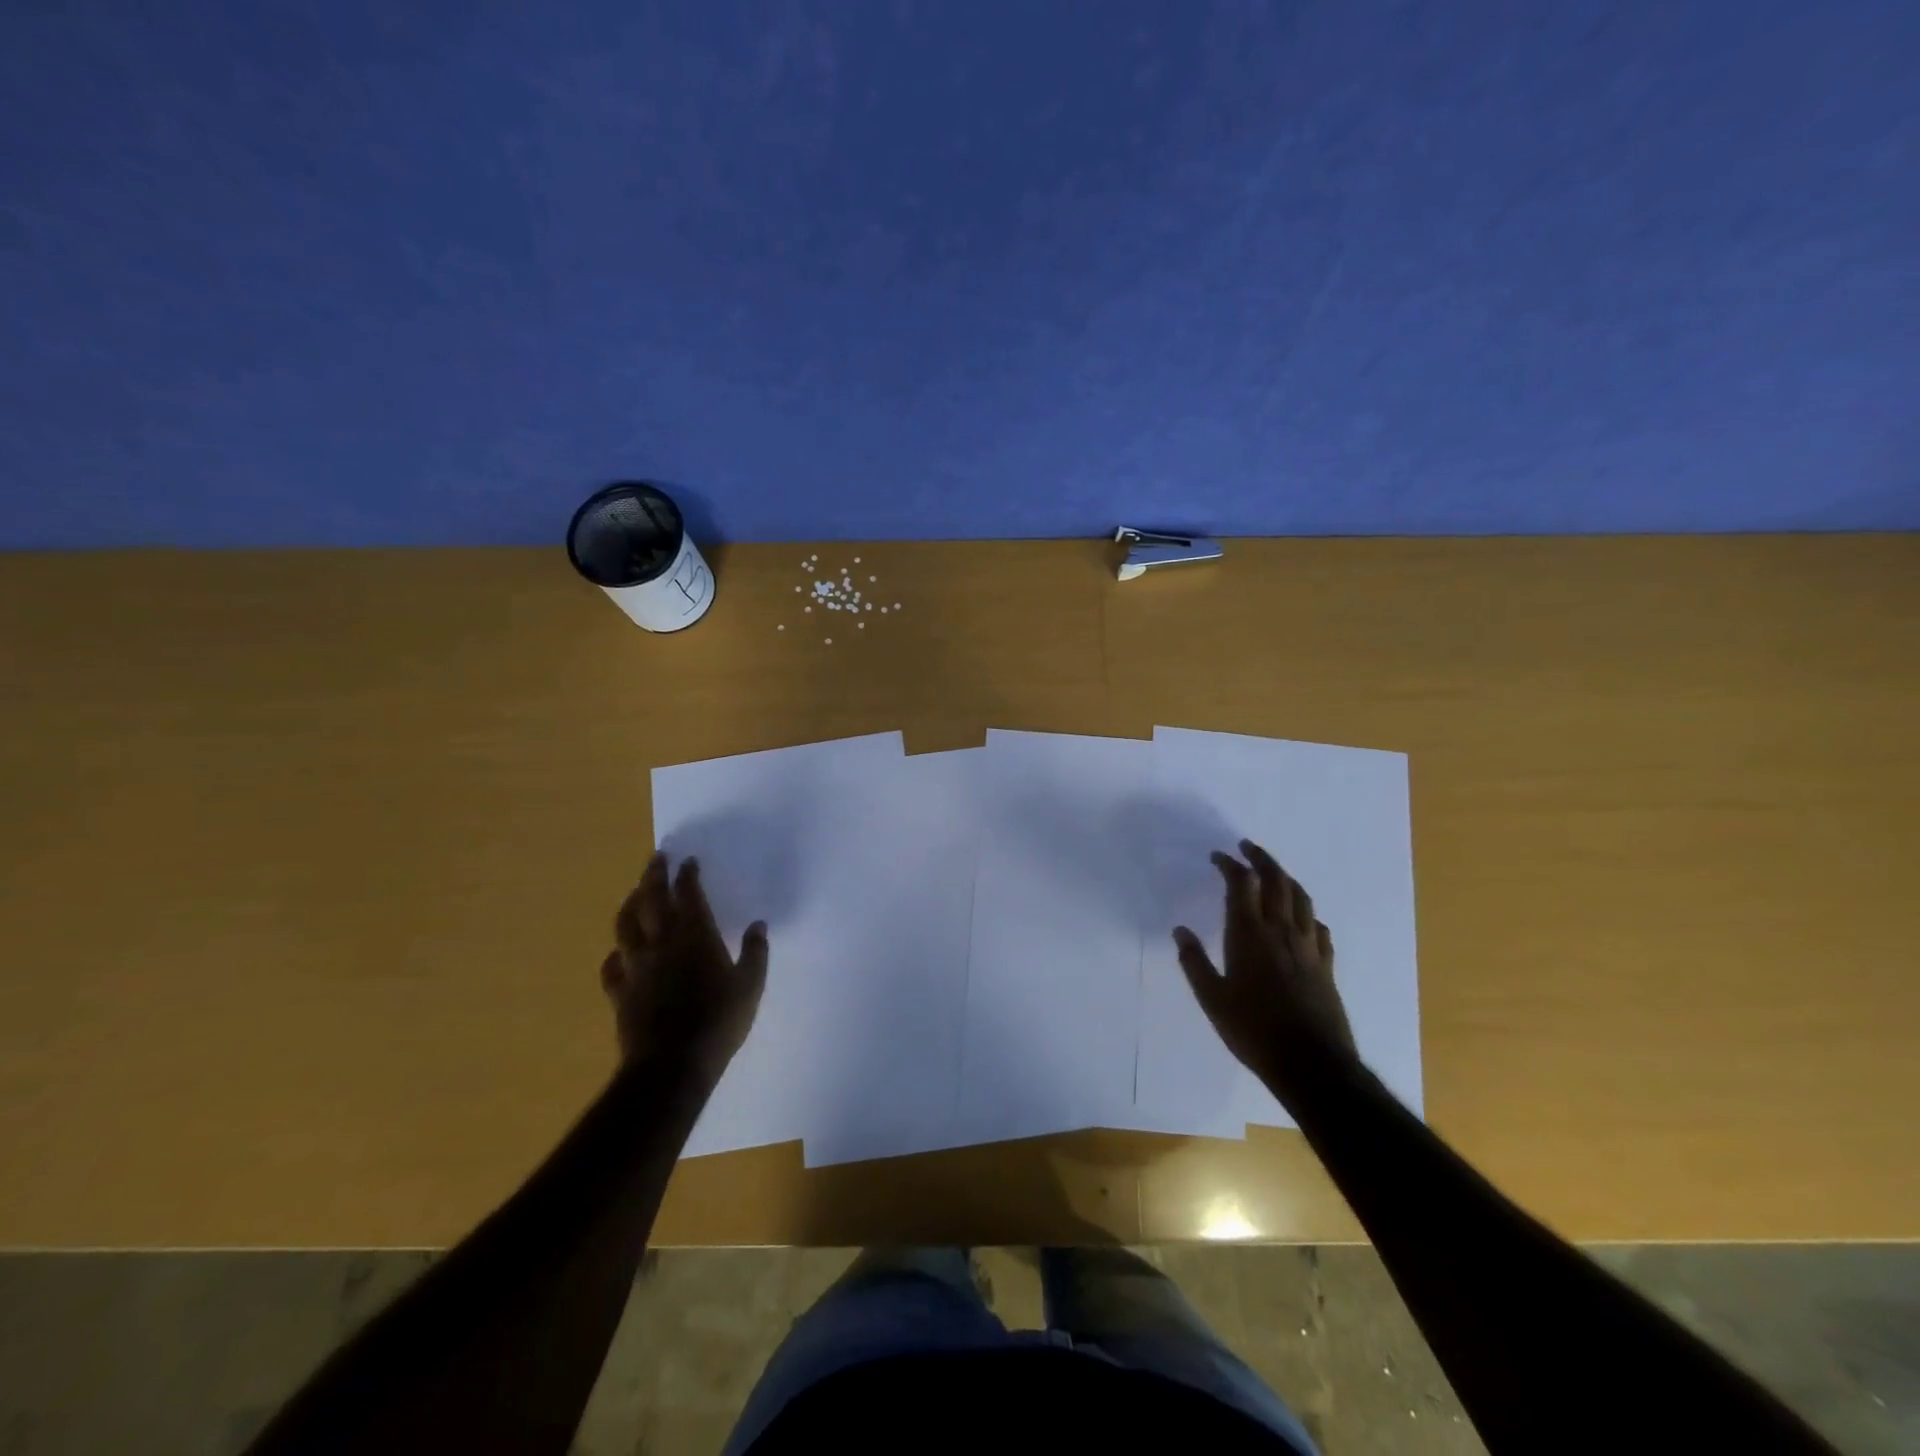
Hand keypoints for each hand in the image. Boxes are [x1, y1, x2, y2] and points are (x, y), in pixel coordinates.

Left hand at [599, 853, 767, 1084]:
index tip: (688, 860)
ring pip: (625, 926)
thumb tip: (758, 925)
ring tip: (635, 893)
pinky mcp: (620, 992)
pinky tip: (619, 954)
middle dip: (654, 875)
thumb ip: (755, 952)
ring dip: (630, 904)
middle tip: (656, 858)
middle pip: (651, 900)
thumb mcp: (750, 985)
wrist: (672, 1064)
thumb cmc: (719, 1021)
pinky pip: (611, 966)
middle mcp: (661, 943)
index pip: (688, 894)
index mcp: (695, 936)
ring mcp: (636, 967)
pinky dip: (616, 954)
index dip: (687, 875)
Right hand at [1173, 840, 1358, 1096]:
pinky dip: (1308, 913)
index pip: (1242, 884)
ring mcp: (1308, 947)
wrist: (1312, 1064)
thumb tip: (1180, 930)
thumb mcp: (1212, 999)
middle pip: (1277, 881)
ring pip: (1302, 898)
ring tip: (1274, 873)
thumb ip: (1194, 962)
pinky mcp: (1325, 966)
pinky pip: (1318, 927)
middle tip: (1248, 848)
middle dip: (1262, 859)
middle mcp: (1281, 932)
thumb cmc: (1253, 1031)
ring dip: (1286, 878)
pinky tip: (1303, 919)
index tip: (1218, 856)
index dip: (1230, 864)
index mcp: (1249, 934)